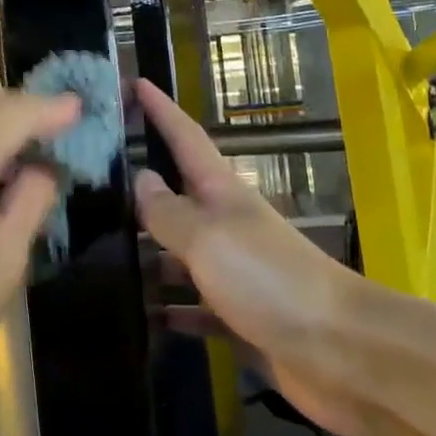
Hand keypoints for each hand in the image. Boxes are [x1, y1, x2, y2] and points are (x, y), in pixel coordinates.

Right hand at [133, 79, 426, 435]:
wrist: (341, 352)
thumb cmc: (269, 280)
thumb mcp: (209, 238)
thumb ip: (169, 211)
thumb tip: (140, 178)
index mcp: (223, 194)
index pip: (186, 138)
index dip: (161, 110)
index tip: (134, 83)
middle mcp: (228, 226)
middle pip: (177, 198)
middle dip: (139, 189)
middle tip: (93, 184)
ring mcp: (235, 273)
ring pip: (180, 256)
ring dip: (148, 256)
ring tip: (100, 257)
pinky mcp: (241, 317)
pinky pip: (194, 308)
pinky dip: (171, 311)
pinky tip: (141, 317)